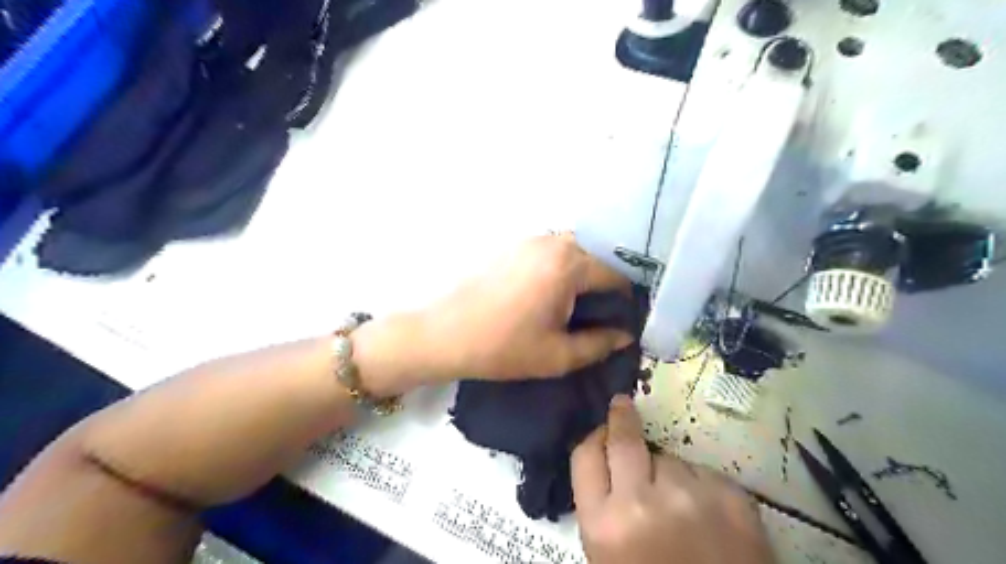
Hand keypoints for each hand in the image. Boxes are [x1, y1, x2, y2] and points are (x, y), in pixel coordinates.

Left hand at [423, 233, 635, 382]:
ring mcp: (530, 240)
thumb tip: (626, 335)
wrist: (445, 335)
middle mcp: (553, 242)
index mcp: (569, 265)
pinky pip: (551, 251)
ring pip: (573, 251)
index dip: (627, 299)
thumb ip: (600, 344)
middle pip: (597, 258)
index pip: (616, 275)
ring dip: (583, 274)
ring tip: (579, 306)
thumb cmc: (503, 348)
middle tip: (602, 315)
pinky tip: (552, 294)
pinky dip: (561, 268)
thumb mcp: (558, 355)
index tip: (626, 320)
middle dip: (605, 284)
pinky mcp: (513, 246)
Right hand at [574, 397, 772, 562]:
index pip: (585, 455)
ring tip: (680, 505)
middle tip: (622, 406)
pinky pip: (704, 473)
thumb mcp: (609, 554)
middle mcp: (642, 502)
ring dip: (668, 472)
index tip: (601, 430)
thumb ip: (603, 506)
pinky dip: (701, 487)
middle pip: (625, 438)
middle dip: (621, 418)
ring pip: (670, 459)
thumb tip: (608, 458)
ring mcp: (690, 495)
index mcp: (604, 524)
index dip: (592, 437)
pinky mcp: (731, 496)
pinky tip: (709, 516)